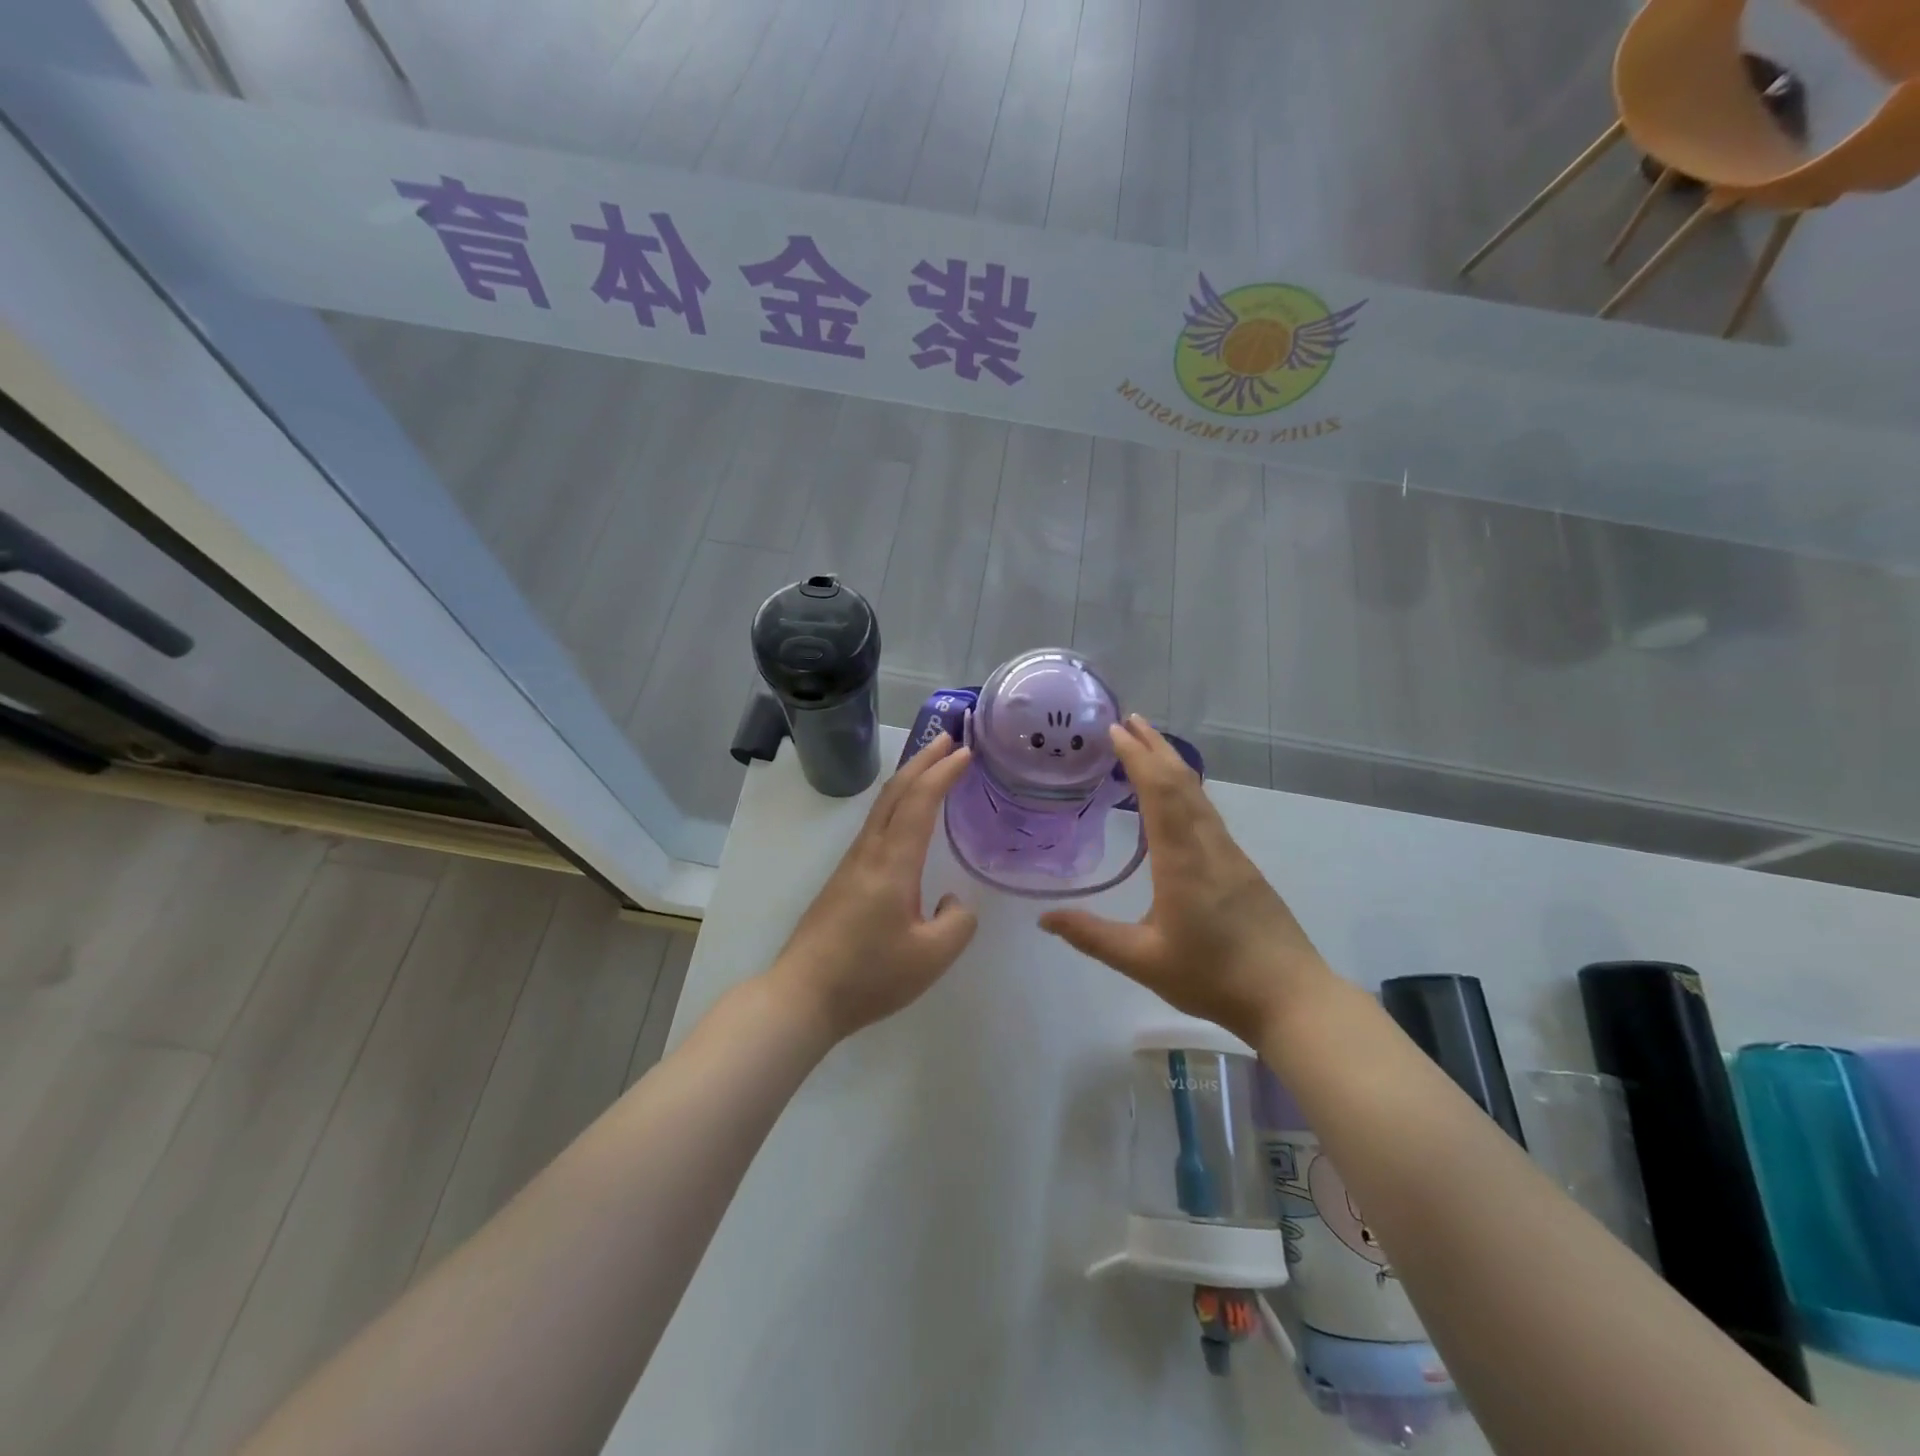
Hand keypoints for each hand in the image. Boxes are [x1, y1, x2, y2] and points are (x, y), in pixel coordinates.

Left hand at [769, 735, 979, 1040]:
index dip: (943, 773)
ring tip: (932, 766)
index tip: (966, 751)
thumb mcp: (932, 957)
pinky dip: (897, 803)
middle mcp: (869, 853)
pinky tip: (906, 816)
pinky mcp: (844, 879)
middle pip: (895, 792)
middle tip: (949, 739)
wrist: (803, 996)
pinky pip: (876, 825)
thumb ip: (957, 921)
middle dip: (923, 760)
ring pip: (883, 806)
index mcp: (893, 864)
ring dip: (909, 779)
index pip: (920, 802)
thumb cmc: (869, 976)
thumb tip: (950, 899)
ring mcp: (852, 864)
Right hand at [1039, 716, 1330, 1043]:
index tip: (1116, 730)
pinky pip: (1208, 812)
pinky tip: (1177, 796)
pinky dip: (1185, 788)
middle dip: (1154, 747)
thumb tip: (1044, 918)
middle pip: (1182, 782)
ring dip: (1172, 763)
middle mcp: (1208, 845)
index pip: (1159, 791)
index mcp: (1182, 860)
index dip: (1137, 757)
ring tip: (1148, 745)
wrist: (1291, 997)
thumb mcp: (1143, 961)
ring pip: (1199, 794)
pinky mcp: (1241, 867)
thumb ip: (1092, 937)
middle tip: (1128, 721)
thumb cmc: (1213, 977)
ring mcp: (1230, 854)